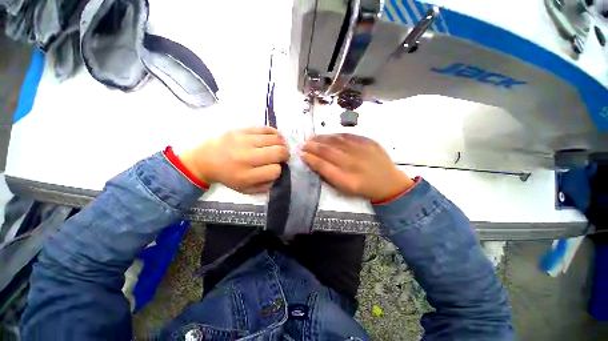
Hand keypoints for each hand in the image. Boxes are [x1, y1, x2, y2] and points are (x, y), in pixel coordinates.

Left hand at [179, 127, 288, 193]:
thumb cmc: (227, 176)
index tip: (275, 168)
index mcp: (247, 175)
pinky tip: (273, 138)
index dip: (279, 170)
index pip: (275, 170)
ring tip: (279, 147)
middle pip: (279, 152)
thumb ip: (265, 186)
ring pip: (276, 139)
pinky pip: (266, 128)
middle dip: (285, 155)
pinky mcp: (242, 129)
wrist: (204, 159)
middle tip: (282, 157)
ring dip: (282, 144)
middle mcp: (247, 157)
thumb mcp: (245, 189)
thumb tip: (279, 174)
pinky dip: (274, 133)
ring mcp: (245, 140)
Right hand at [302, 134, 413, 201]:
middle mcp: (353, 163)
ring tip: (313, 138)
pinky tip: (328, 135)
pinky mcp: (369, 142)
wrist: (389, 183)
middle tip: (304, 144)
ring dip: (322, 139)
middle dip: (313, 146)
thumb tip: (314, 162)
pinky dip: (336, 135)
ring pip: (336, 141)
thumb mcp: (345, 188)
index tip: (302, 154)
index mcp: (346, 178)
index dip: (310, 159)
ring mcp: (362, 150)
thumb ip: (329, 175)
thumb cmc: (364, 188)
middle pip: (328, 151)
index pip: (323, 165)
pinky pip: (349, 136)